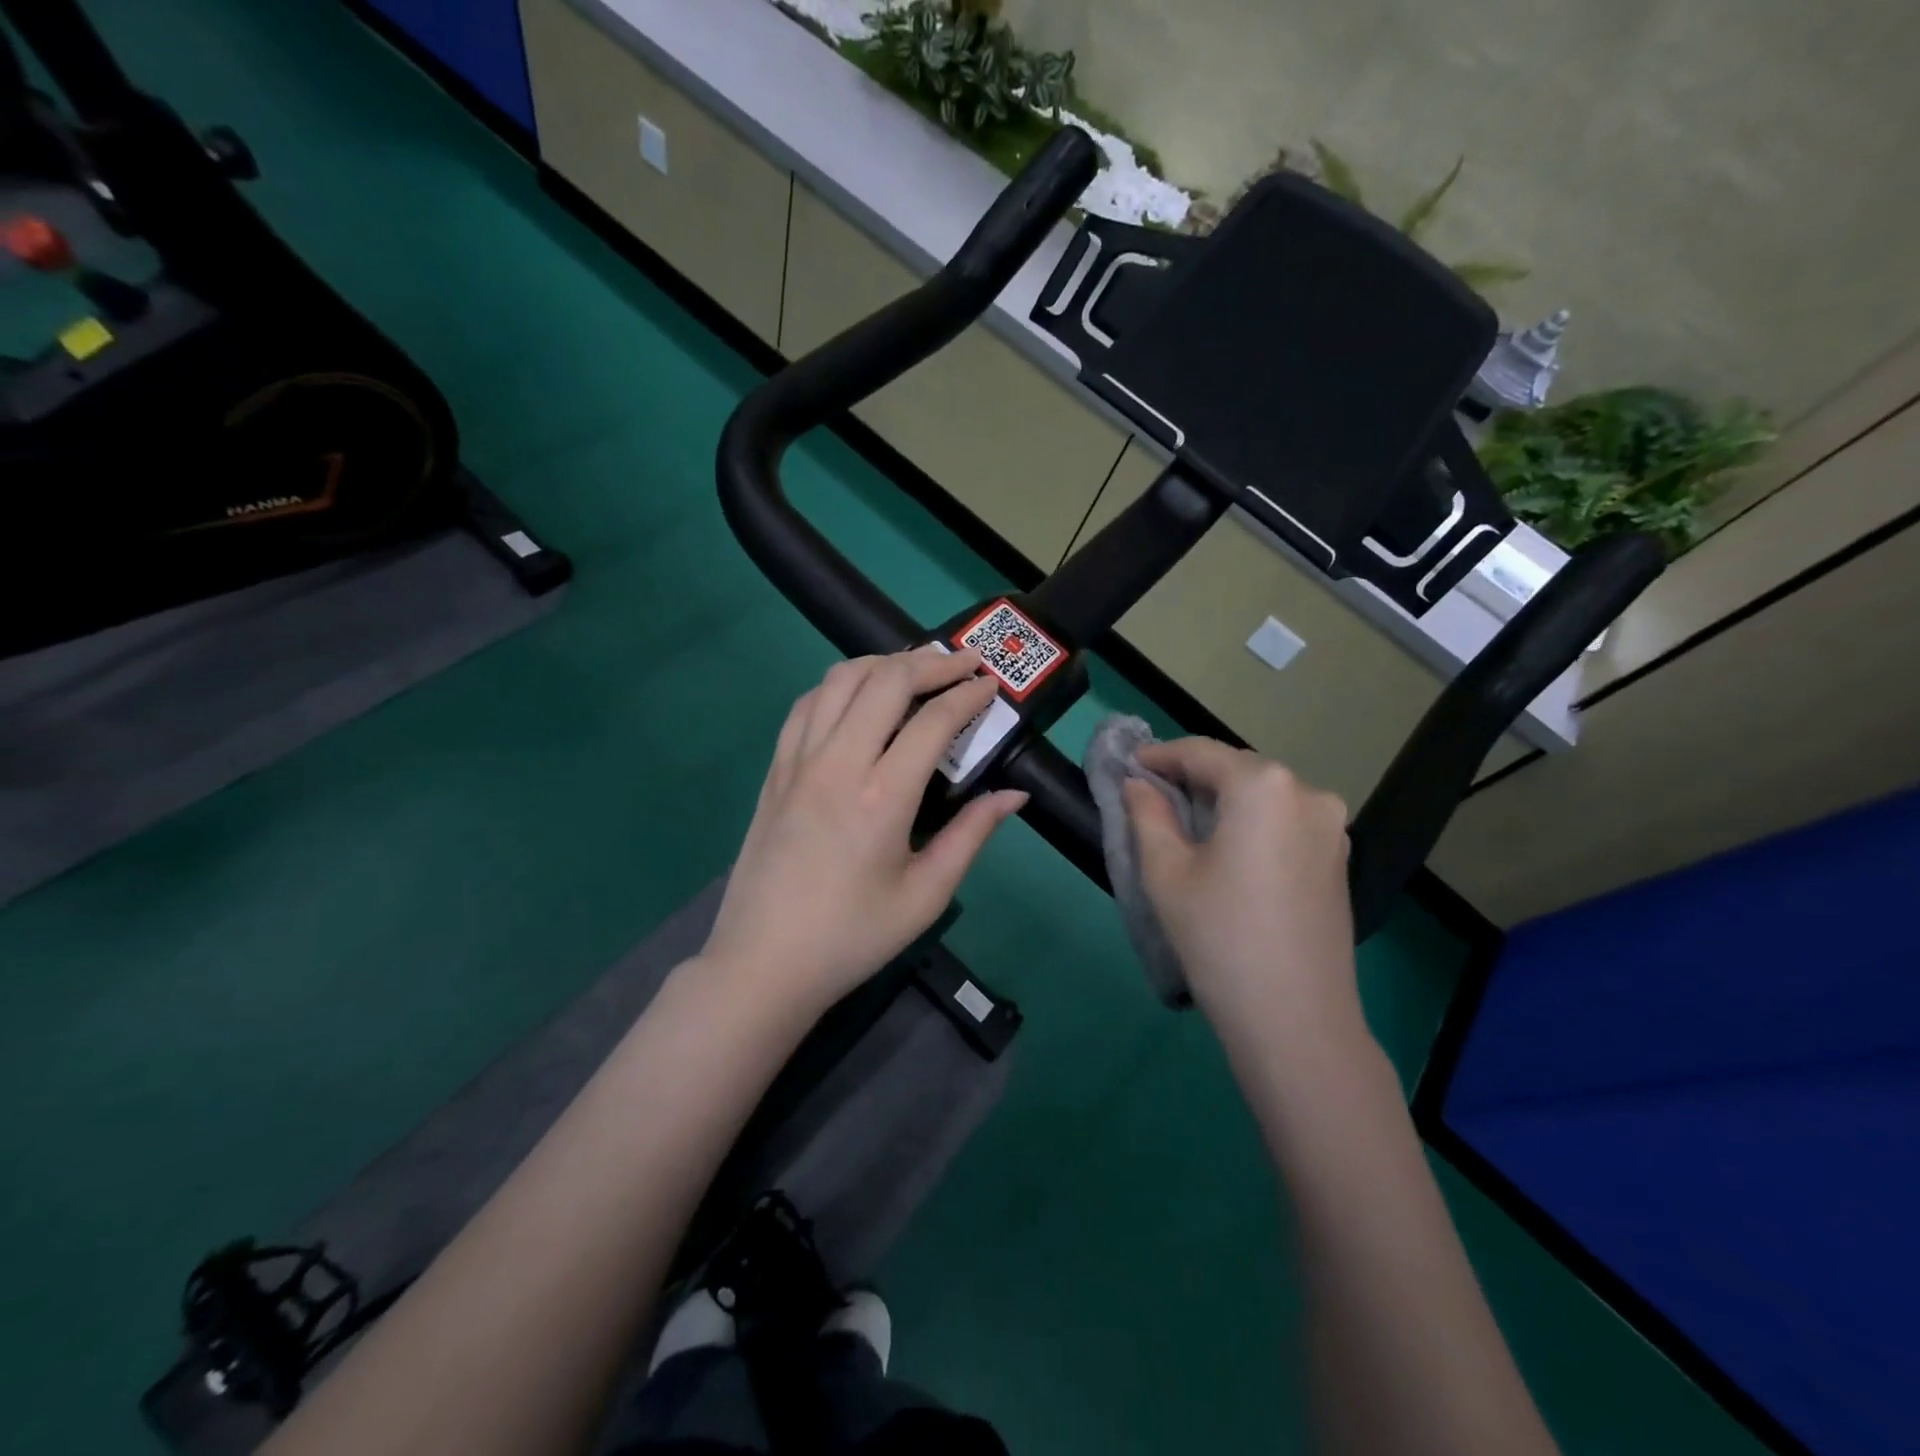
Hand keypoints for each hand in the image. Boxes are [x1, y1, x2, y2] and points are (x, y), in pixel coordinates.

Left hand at [700, 647, 1027, 1017]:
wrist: (764, 963)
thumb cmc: (852, 936)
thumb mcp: (925, 895)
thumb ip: (972, 835)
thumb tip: (1014, 795)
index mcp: (880, 797)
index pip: (933, 721)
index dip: (968, 694)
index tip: (992, 684)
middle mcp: (836, 763)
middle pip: (884, 680)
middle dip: (931, 662)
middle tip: (963, 663)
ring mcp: (797, 761)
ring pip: (839, 680)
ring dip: (882, 663)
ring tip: (915, 669)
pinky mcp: (775, 770)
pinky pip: (806, 705)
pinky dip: (839, 685)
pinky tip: (858, 696)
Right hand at [1122, 739, 1360, 1045]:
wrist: (1296, 1020)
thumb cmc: (1219, 937)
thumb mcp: (1167, 872)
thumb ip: (1147, 814)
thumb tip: (1138, 784)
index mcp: (1264, 786)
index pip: (1201, 753)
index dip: (1159, 756)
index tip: (1128, 766)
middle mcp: (1307, 792)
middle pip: (1236, 770)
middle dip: (1192, 777)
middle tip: (1150, 796)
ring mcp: (1331, 827)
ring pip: (1263, 795)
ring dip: (1222, 800)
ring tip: (1183, 823)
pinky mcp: (1338, 858)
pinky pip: (1284, 821)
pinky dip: (1250, 822)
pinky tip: (1225, 848)